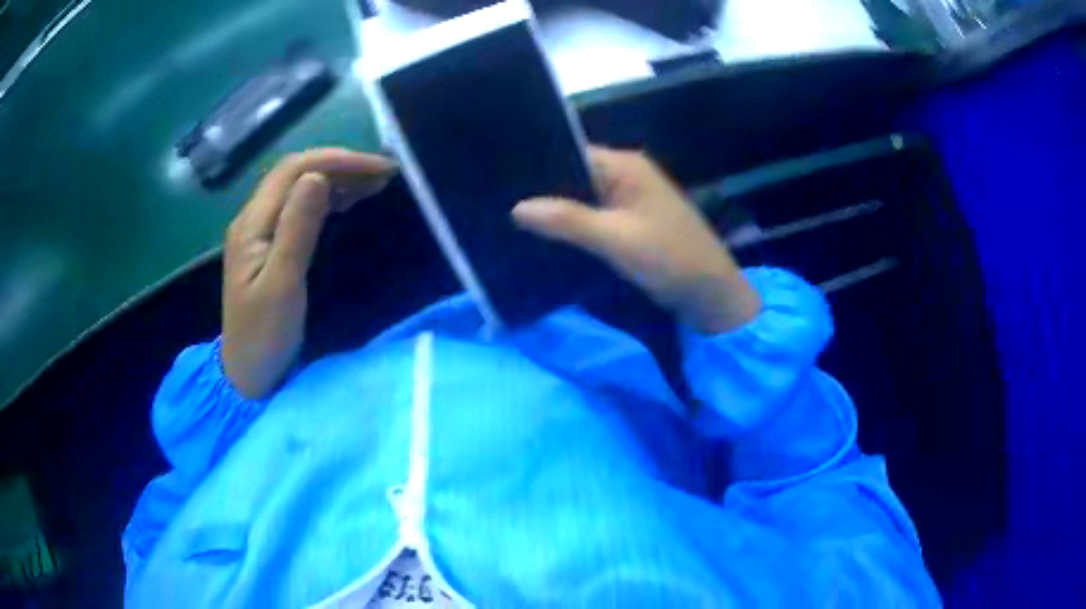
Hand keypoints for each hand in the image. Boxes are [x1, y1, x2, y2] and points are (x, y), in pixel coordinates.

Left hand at [222, 149, 395, 398]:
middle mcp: (252, 218)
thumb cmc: (264, 336)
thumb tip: (317, 176)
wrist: (247, 373)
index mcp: (252, 224)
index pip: (294, 170)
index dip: (337, 160)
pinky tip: (348, 201)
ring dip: (335, 177)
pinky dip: (327, 197)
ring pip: (297, 187)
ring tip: (374, 182)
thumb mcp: (283, 285)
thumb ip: (297, 229)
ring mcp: (259, 231)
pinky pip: (297, 207)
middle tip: (383, 173)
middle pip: (295, 172)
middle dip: (340, 164)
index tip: (379, 169)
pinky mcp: (268, 245)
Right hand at [512, 147, 759, 333]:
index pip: (570, 152)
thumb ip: (567, 220)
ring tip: (512, 222)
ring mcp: (629, 201)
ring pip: (581, 200)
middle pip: (574, 176)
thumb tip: (516, 207)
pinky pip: (593, 220)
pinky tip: (545, 239)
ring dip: (557, 213)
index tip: (502, 182)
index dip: (538, 166)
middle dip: (543, 192)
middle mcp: (626, 176)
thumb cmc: (670, 258)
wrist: (711, 296)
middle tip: (500, 205)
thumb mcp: (616, 238)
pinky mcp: (630, 225)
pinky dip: (574, 229)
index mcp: (626, 165)